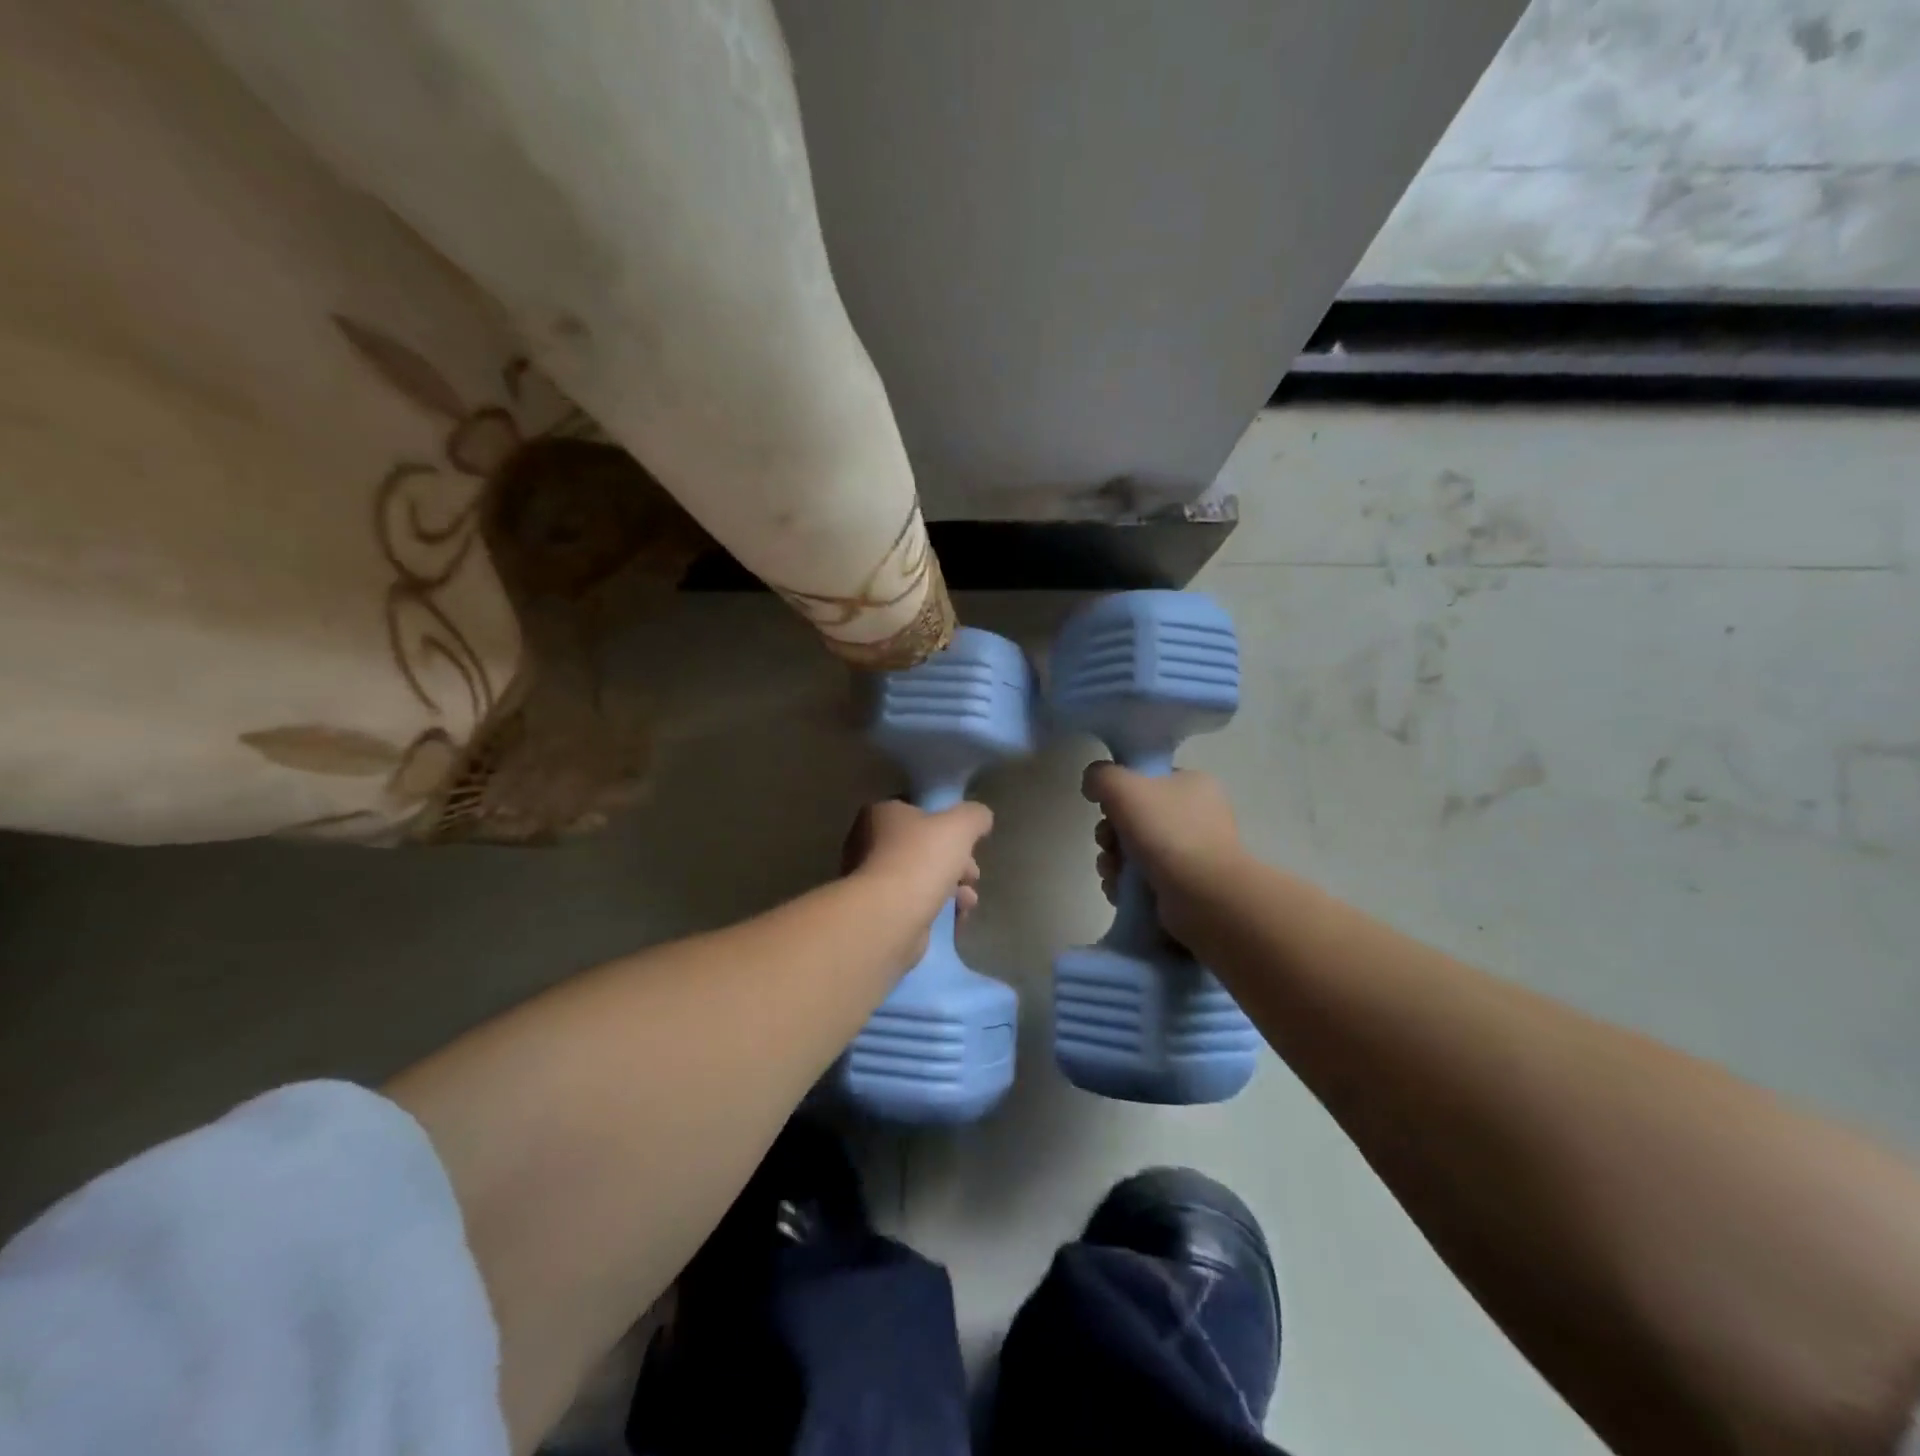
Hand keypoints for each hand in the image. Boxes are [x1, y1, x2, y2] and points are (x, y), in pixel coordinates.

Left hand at [842, 799, 991, 962]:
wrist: (889, 916)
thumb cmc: (920, 860)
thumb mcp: (960, 825)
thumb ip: (974, 816)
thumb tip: (981, 817)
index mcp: (881, 814)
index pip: (918, 812)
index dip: (947, 825)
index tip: (969, 842)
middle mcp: (869, 843)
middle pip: (924, 848)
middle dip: (956, 862)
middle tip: (972, 875)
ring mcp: (872, 880)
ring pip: (922, 878)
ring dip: (952, 888)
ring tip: (968, 901)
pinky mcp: (879, 912)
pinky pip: (915, 904)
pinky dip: (938, 909)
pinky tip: (957, 917)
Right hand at [1082, 764, 1244, 942]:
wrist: (1203, 897)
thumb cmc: (1167, 833)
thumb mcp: (1124, 787)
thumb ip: (1101, 776)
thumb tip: (1093, 785)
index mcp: (1194, 785)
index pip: (1148, 780)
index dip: (1120, 792)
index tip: (1107, 807)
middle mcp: (1197, 817)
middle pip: (1135, 818)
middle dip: (1110, 833)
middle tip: (1107, 843)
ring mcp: (1192, 855)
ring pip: (1134, 851)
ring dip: (1113, 861)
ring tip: (1112, 872)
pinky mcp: (1183, 888)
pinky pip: (1142, 880)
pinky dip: (1124, 885)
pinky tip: (1119, 890)